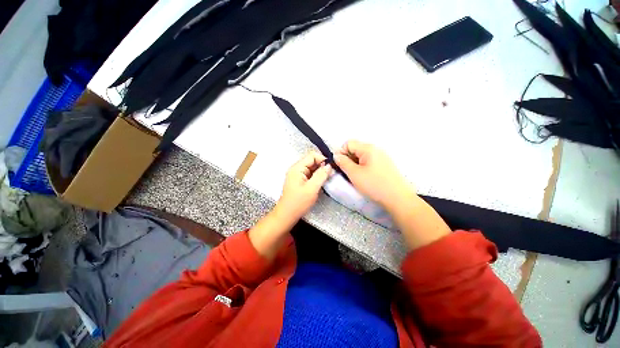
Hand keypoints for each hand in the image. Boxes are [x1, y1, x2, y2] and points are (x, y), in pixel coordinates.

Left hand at [277, 151, 332, 220]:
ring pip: (312, 167)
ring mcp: (297, 174)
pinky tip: (321, 182)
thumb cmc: (299, 202)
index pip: (312, 155)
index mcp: (297, 168)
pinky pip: (310, 174)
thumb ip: (321, 175)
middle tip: (330, 174)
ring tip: (327, 178)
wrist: (287, 214)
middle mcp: (296, 169)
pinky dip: (316, 176)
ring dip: (320, 171)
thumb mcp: (312, 188)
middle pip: (312, 161)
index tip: (331, 168)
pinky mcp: (299, 180)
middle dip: (322, 166)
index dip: (323, 159)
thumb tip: (329, 166)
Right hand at [335, 140, 449, 248]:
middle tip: (346, 172)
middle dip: (348, 159)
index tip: (339, 165)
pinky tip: (365, 177)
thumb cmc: (374, 185)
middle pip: (356, 149)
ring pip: (362, 156)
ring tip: (355, 176)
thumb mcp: (354, 174)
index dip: (341, 152)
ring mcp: (382, 157)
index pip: (349, 143)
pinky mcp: (385, 165)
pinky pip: (369, 161)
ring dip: (355, 164)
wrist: (398, 198)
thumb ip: (343, 162)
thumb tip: (336, 155)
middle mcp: (376, 149)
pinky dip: (363, 167)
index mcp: (368, 148)